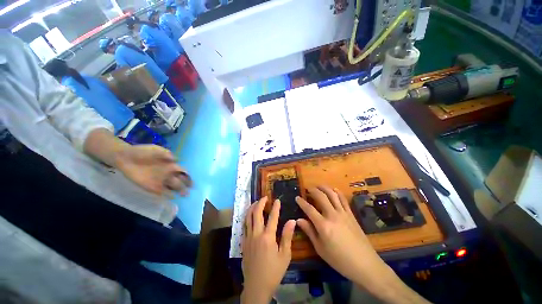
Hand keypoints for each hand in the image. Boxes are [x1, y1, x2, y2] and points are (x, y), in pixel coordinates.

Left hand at [115, 145, 191, 195]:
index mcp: (171, 165)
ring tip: (183, 195)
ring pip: (173, 187)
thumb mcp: (156, 149)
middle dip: (185, 185)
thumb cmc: (143, 152)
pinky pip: (161, 192)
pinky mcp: (151, 187)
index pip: (183, 172)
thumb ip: (166, 154)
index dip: (188, 177)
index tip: (191, 181)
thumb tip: (175, 159)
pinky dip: (167, 196)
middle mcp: (168, 174)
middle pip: (180, 181)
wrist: (126, 157)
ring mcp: (160, 181)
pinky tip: (171, 198)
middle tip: (189, 190)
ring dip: (179, 191)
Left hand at [241, 197, 295, 303]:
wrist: (256, 286)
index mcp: (267, 237)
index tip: (277, 200)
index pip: (272, 217)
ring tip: (256, 202)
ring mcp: (248, 237)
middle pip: (256, 213)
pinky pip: (244, 225)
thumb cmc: (273, 272)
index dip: (275, 207)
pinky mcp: (243, 242)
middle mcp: (256, 234)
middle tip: (264, 197)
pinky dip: (247, 217)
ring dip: (252, 208)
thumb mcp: (285, 256)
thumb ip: (287, 236)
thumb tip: (292, 221)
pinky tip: (250, 216)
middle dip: (260, 203)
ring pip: (247, 217)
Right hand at [295, 186, 389, 285]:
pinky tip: (334, 190)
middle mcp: (332, 215)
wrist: (364, 264)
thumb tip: (298, 220)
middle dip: (313, 190)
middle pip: (321, 197)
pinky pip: (343, 199)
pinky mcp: (351, 214)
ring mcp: (343, 213)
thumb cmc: (339, 259)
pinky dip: (338, 192)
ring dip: (324, 188)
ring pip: (332, 194)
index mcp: (323, 225)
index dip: (301, 202)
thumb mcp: (320, 248)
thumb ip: (309, 232)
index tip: (297, 197)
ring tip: (318, 186)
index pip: (309, 209)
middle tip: (308, 189)